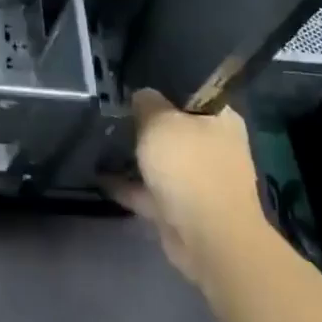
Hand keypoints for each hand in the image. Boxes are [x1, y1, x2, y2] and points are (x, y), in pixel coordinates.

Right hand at [109, 89, 268, 288]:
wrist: (208, 239)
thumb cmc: (190, 168)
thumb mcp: (159, 121)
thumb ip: (146, 102)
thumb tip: (142, 96)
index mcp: (221, 119)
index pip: (192, 91)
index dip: (163, 85)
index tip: (134, 82)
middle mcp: (214, 147)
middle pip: (175, 126)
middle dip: (146, 121)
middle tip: (113, 109)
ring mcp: (200, 180)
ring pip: (163, 159)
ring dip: (138, 155)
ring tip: (102, 140)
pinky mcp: (182, 209)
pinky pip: (151, 190)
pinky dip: (129, 185)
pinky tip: (100, 175)